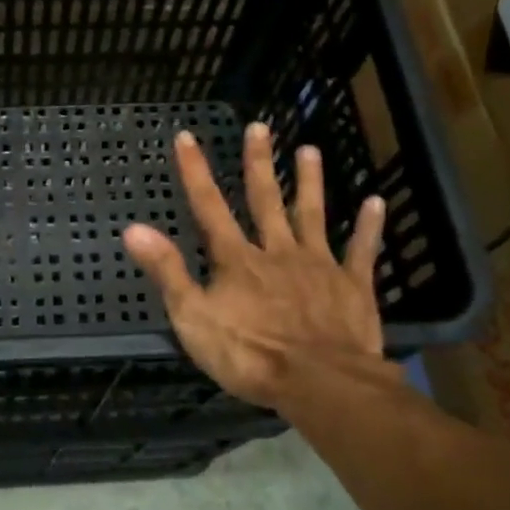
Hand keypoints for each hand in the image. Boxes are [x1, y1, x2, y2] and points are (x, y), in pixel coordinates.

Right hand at [122, 122, 391, 411]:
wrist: (319, 382)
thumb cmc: (249, 354)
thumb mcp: (192, 317)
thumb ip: (166, 271)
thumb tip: (133, 228)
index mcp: (236, 260)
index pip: (209, 207)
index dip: (196, 172)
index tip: (186, 137)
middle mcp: (277, 251)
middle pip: (265, 200)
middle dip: (259, 163)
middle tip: (260, 127)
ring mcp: (318, 265)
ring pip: (312, 215)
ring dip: (310, 183)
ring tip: (310, 150)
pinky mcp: (352, 286)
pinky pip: (361, 250)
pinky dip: (368, 226)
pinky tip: (376, 202)